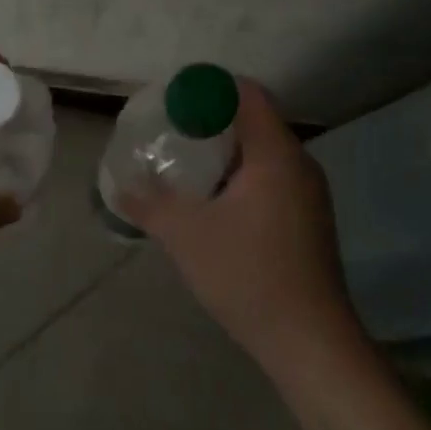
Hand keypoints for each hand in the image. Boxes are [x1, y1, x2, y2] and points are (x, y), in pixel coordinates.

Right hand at [128, 79, 365, 380]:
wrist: (310, 342)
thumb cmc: (247, 275)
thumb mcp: (186, 236)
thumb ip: (150, 205)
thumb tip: (119, 186)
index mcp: (275, 154)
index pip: (248, 94)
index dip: (210, 88)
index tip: (176, 100)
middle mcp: (300, 163)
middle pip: (256, 120)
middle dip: (214, 121)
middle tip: (174, 132)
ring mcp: (310, 193)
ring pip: (265, 152)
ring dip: (228, 152)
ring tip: (189, 167)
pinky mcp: (311, 218)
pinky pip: (274, 177)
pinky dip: (244, 175)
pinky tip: (218, 203)